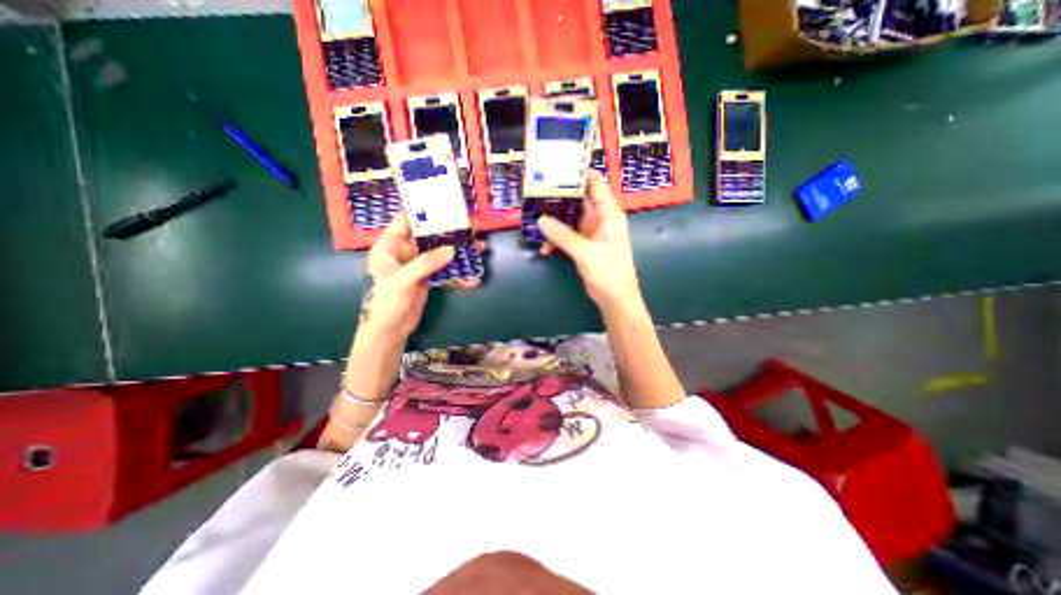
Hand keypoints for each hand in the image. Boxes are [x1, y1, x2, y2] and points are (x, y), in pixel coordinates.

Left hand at [362, 216, 484, 340]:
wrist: (391, 329)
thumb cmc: (386, 302)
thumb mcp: (403, 279)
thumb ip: (426, 263)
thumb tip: (451, 250)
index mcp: (389, 246)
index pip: (406, 222)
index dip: (423, 213)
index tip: (445, 207)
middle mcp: (404, 252)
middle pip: (429, 237)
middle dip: (450, 234)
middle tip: (470, 229)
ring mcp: (418, 265)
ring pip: (441, 253)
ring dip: (458, 253)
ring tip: (478, 249)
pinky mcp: (428, 278)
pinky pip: (445, 270)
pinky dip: (458, 273)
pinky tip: (472, 276)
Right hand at [535, 170, 641, 310]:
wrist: (615, 300)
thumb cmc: (608, 272)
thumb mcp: (584, 252)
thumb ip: (562, 235)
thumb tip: (540, 220)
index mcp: (608, 213)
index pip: (594, 184)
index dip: (578, 173)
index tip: (556, 168)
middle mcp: (600, 219)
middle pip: (578, 200)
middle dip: (558, 199)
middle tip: (536, 194)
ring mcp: (591, 233)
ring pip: (569, 220)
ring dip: (554, 223)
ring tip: (535, 223)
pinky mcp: (584, 246)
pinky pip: (567, 236)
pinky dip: (556, 241)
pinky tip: (544, 249)